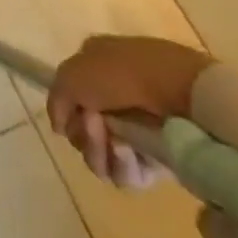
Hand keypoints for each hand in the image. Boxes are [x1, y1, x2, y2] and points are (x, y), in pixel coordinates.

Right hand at [47, 35, 211, 186]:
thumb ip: (56, 100)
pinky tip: (132, 154)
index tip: (73, 115)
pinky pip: (129, 172)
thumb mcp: (72, 75)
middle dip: (85, 135)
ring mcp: (139, 127)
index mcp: (95, 66)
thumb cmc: (121, 74)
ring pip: (104, 154)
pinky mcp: (160, 156)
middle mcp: (115, 96)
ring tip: (118, 143)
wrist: (181, 92)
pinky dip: (124, 166)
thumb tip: (61, 127)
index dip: (68, 111)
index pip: (71, 98)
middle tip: (96, 127)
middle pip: (85, 131)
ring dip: (102, 152)